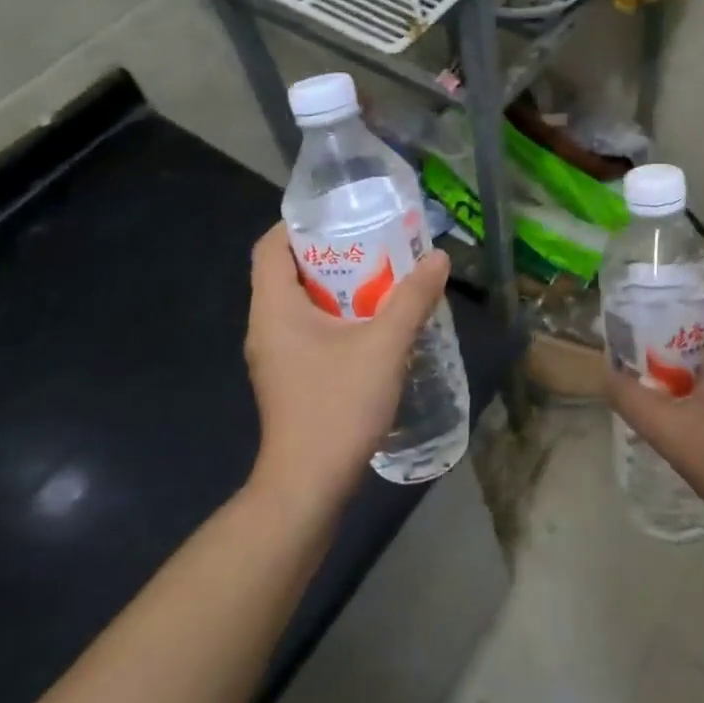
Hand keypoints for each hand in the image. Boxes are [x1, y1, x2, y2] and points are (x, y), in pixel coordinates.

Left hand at [243, 221, 450, 501]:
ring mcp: (275, 356)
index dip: (300, 224)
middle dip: (331, 254)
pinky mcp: (289, 379)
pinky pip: (308, 331)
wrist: (308, 486)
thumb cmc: (337, 406)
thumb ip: (412, 298)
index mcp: (274, 308)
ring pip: (301, 304)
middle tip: (375, 244)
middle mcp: (266, 326)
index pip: (269, 246)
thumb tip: (437, 258)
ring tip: (382, 279)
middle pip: (288, 271)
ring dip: (338, 288)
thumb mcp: (385, 345)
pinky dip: (337, 318)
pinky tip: (374, 326)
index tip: (342, 216)